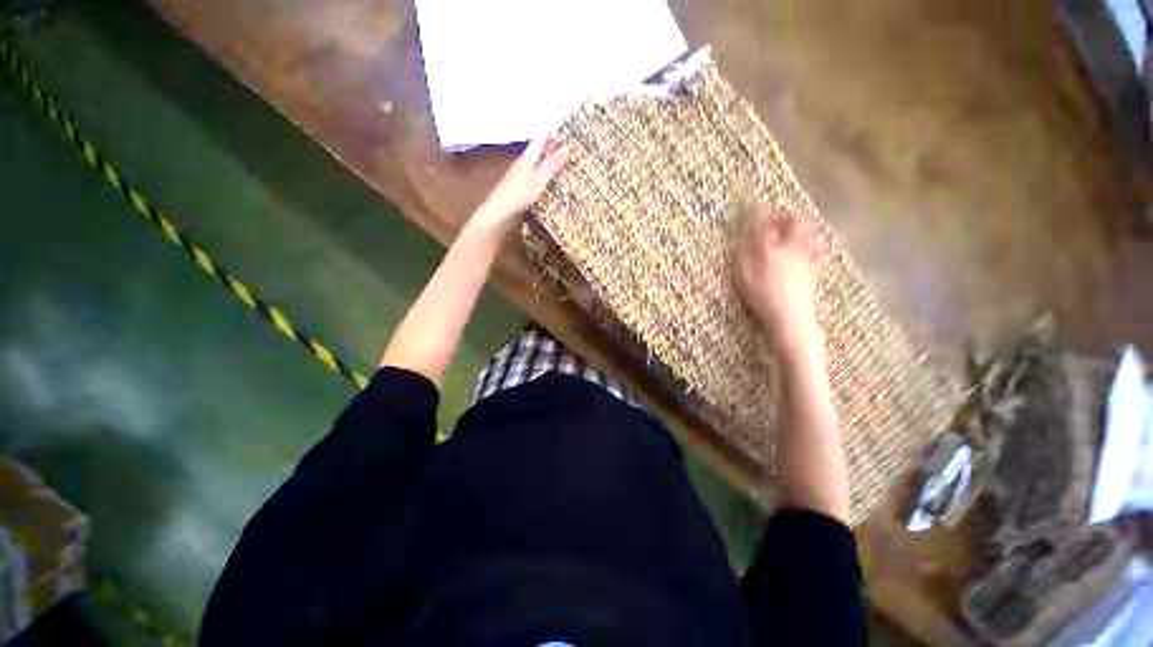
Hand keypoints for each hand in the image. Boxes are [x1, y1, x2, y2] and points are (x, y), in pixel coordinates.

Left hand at [465, 135, 569, 241]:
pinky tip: (549, 179)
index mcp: (527, 157)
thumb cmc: (517, 195)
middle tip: (568, 142)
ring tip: (562, 159)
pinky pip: (535, 175)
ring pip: (537, 162)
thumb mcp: (538, 179)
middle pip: (539, 149)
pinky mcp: (520, 189)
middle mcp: (523, 163)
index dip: (551, 130)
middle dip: (552, 144)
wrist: (498, 213)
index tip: (564, 124)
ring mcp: (520, 176)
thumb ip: (551, 164)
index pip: (541, 138)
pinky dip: (544, 173)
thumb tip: (567, 147)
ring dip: (548, 159)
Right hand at [736, 204, 823, 355]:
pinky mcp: (814, 268)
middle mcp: (791, 247)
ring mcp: (806, 257)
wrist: (791, 317)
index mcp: (770, 248)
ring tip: (786, 232)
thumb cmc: (762, 298)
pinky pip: (814, 247)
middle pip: (793, 221)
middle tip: (772, 220)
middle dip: (783, 216)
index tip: (747, 203)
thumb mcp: (744, 277)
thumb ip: (743, 254)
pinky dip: (807, 242)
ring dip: (796, 227)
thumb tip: (742, 238)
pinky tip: (801, 248)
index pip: (762, 223)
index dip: (755, 211)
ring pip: (806, 232)